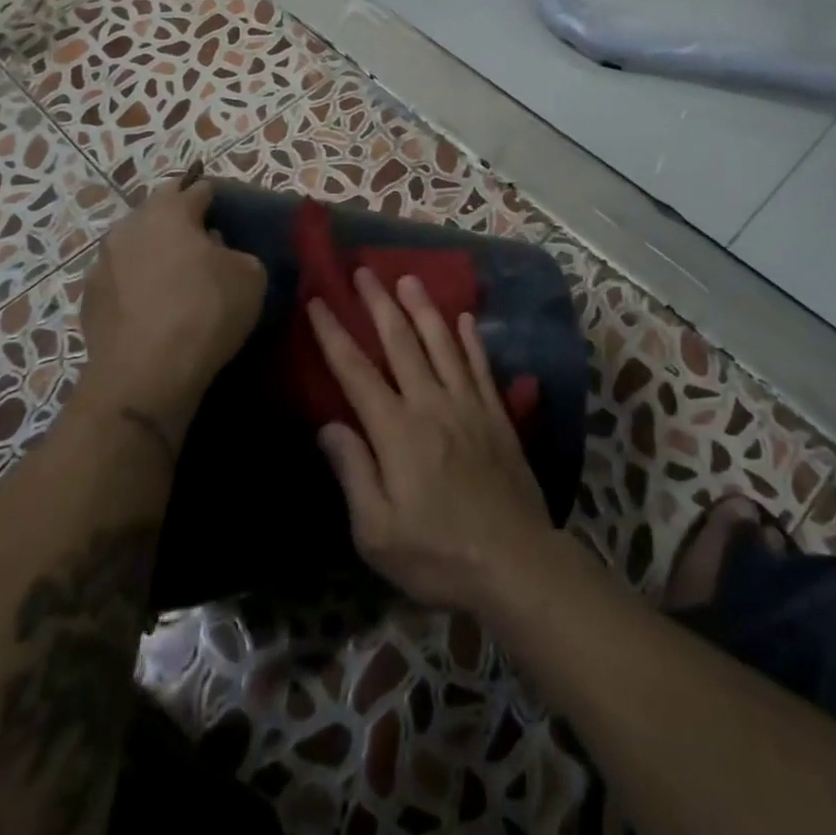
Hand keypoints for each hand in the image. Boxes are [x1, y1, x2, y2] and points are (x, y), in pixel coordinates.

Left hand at [78, 179, 266, 448]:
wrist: (145, 373)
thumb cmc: (205, 311)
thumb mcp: (250, 276)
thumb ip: (236, 252)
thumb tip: (217, 252)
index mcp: (169, 211)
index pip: (196, 189)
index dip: (214, 197)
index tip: (227, 211)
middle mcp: (129, 226)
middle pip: (159, 212)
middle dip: (180, 221)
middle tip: (204, 241)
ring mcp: (102, 263)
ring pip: (136, 245)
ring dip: (155, 252)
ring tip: (178, 275)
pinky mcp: (89, 298)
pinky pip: (122, 279)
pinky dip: (138, 284)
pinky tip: (154, 306)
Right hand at [308, 270, 552, 613]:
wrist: (516, 563)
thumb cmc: (438, 554)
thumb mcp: (377, 532)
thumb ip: (353, 473)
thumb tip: (329, 426)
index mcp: (397, 431)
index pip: (356, 372)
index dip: (334, 334)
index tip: (319, 302)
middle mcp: (431, 404)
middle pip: (401, 343)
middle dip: (379, 304)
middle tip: (364, 271)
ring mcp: (469, 406)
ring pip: (442, 344)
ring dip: (424, 308)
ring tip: (409, 278)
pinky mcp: (497, 415)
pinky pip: (481, 366)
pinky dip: (472, 339)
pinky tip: (465, 318)